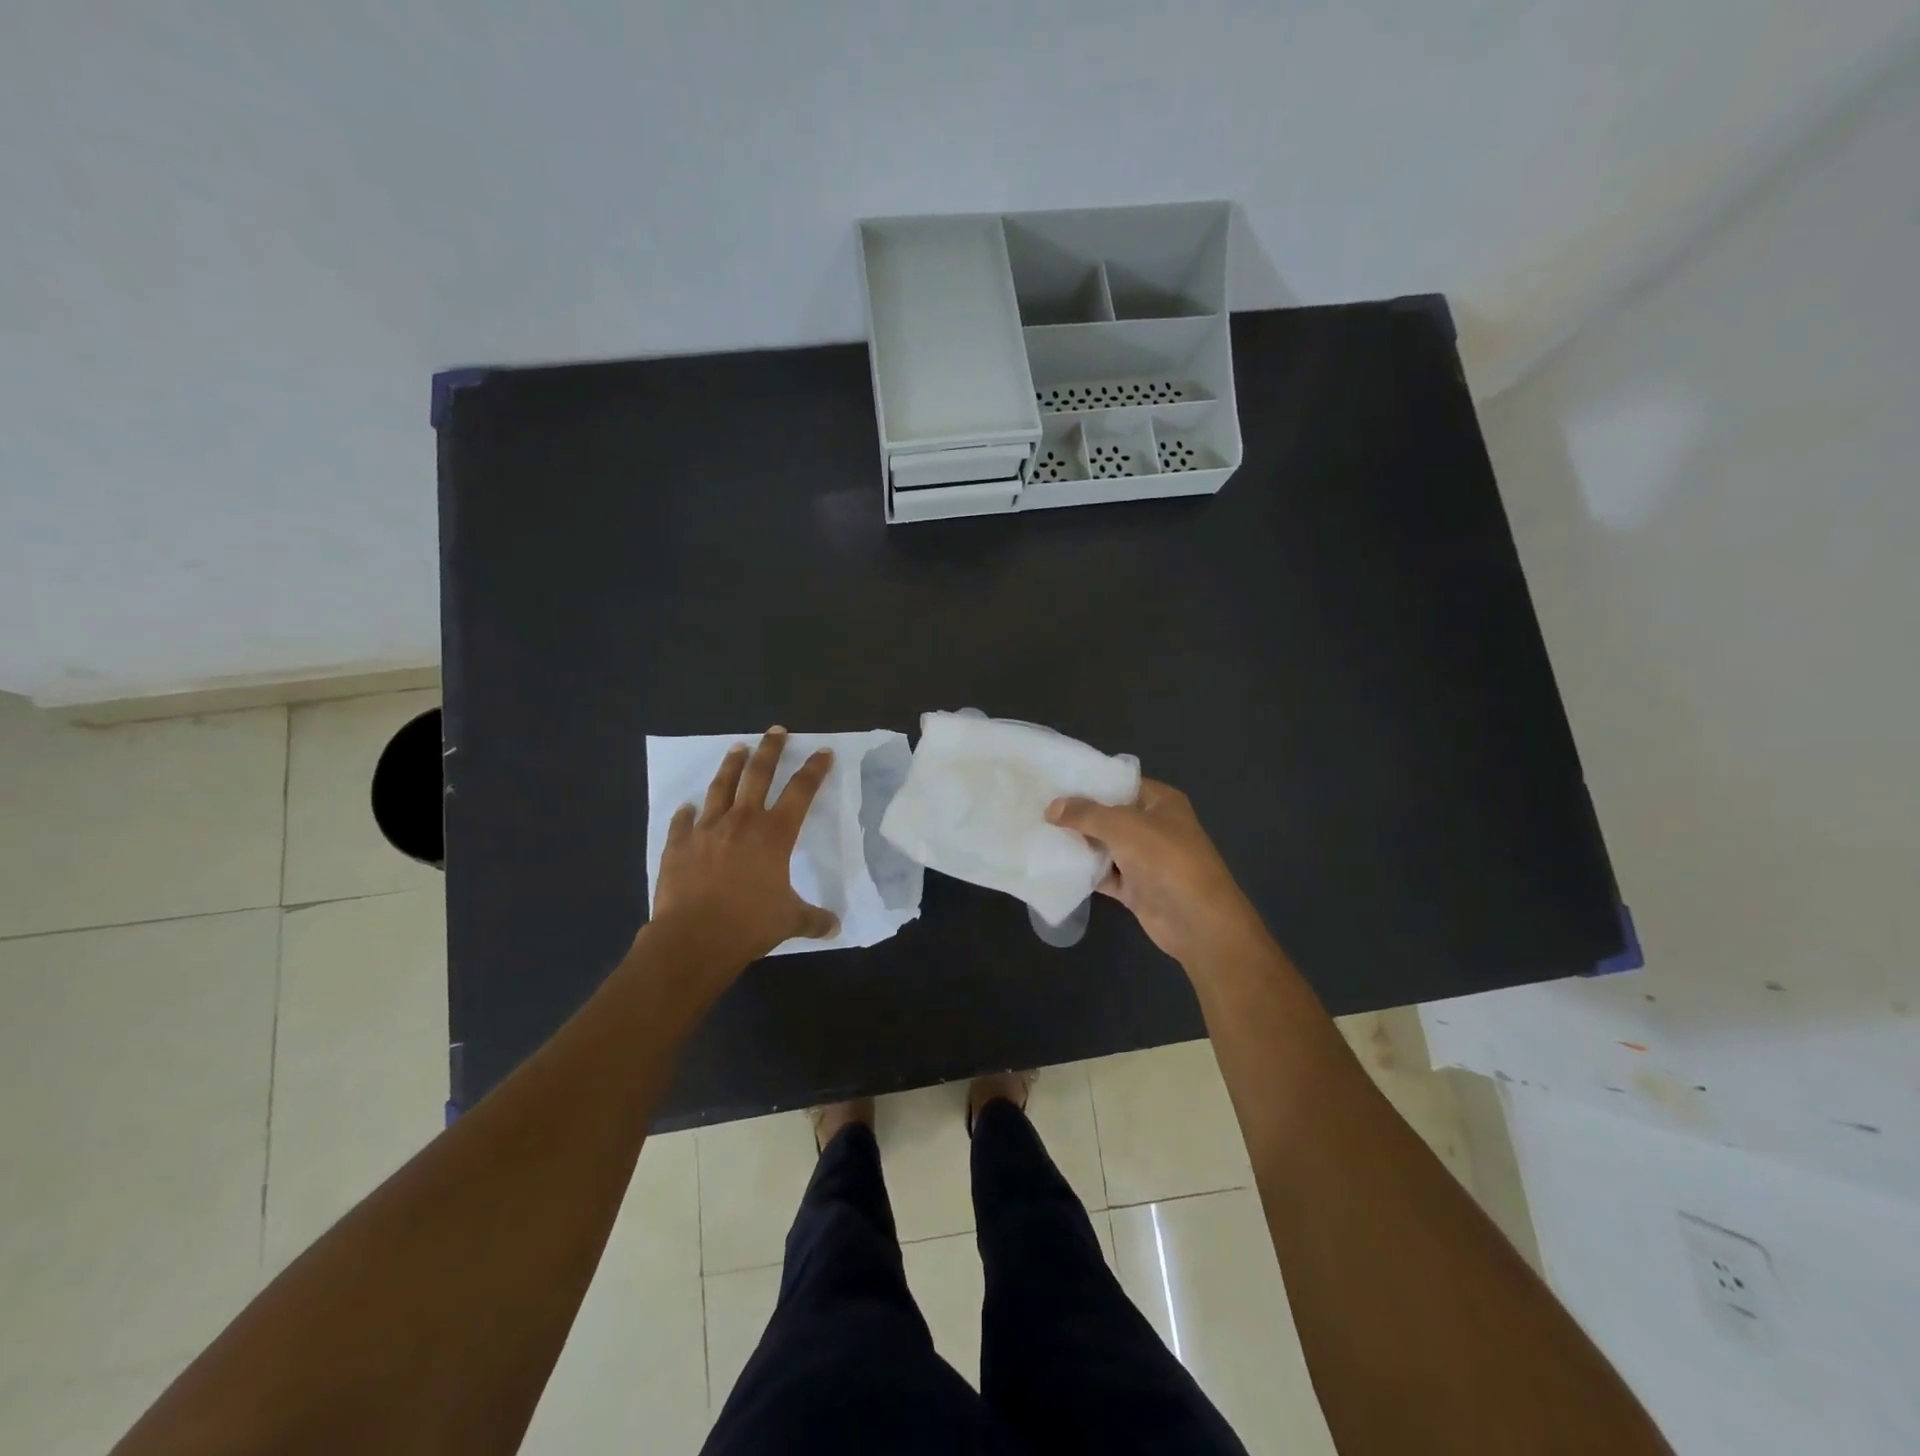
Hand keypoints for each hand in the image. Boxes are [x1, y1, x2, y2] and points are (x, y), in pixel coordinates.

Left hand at [649, 728, 840, 972]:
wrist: (692, 938)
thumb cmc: (748, 925)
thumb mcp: (789, 922)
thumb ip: (813, 919)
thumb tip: (835, 928)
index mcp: (775, 835)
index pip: (801, 791)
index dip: (814, 770)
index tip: (823, 752)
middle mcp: (742, 822)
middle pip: (758, 774)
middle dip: (771, 750)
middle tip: (776, 731)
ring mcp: (707, 830)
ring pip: (721, 787)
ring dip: (731, 766)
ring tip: (737, 748)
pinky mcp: (678, 844)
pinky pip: (683, 822)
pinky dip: (686, 813)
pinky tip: (687, 807)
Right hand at [1047, 779, 1265, 968]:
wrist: (1197, 920)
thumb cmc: (1165, 859)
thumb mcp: (1123, 826)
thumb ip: (1085, 814)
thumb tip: (1051, 807)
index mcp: (1160, 802)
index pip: (1120, 782)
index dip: (1090, 782)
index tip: (1054, 781)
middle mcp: (1153, 826)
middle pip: (1109, 814)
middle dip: (1078, 813)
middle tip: (1038, 807)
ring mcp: (1145, 859)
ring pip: (1105, 845)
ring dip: (1078, 843)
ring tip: (1038, 832)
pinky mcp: (1135, 887)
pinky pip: (1104, 874)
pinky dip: (1085, 871)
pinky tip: (1055, 865)